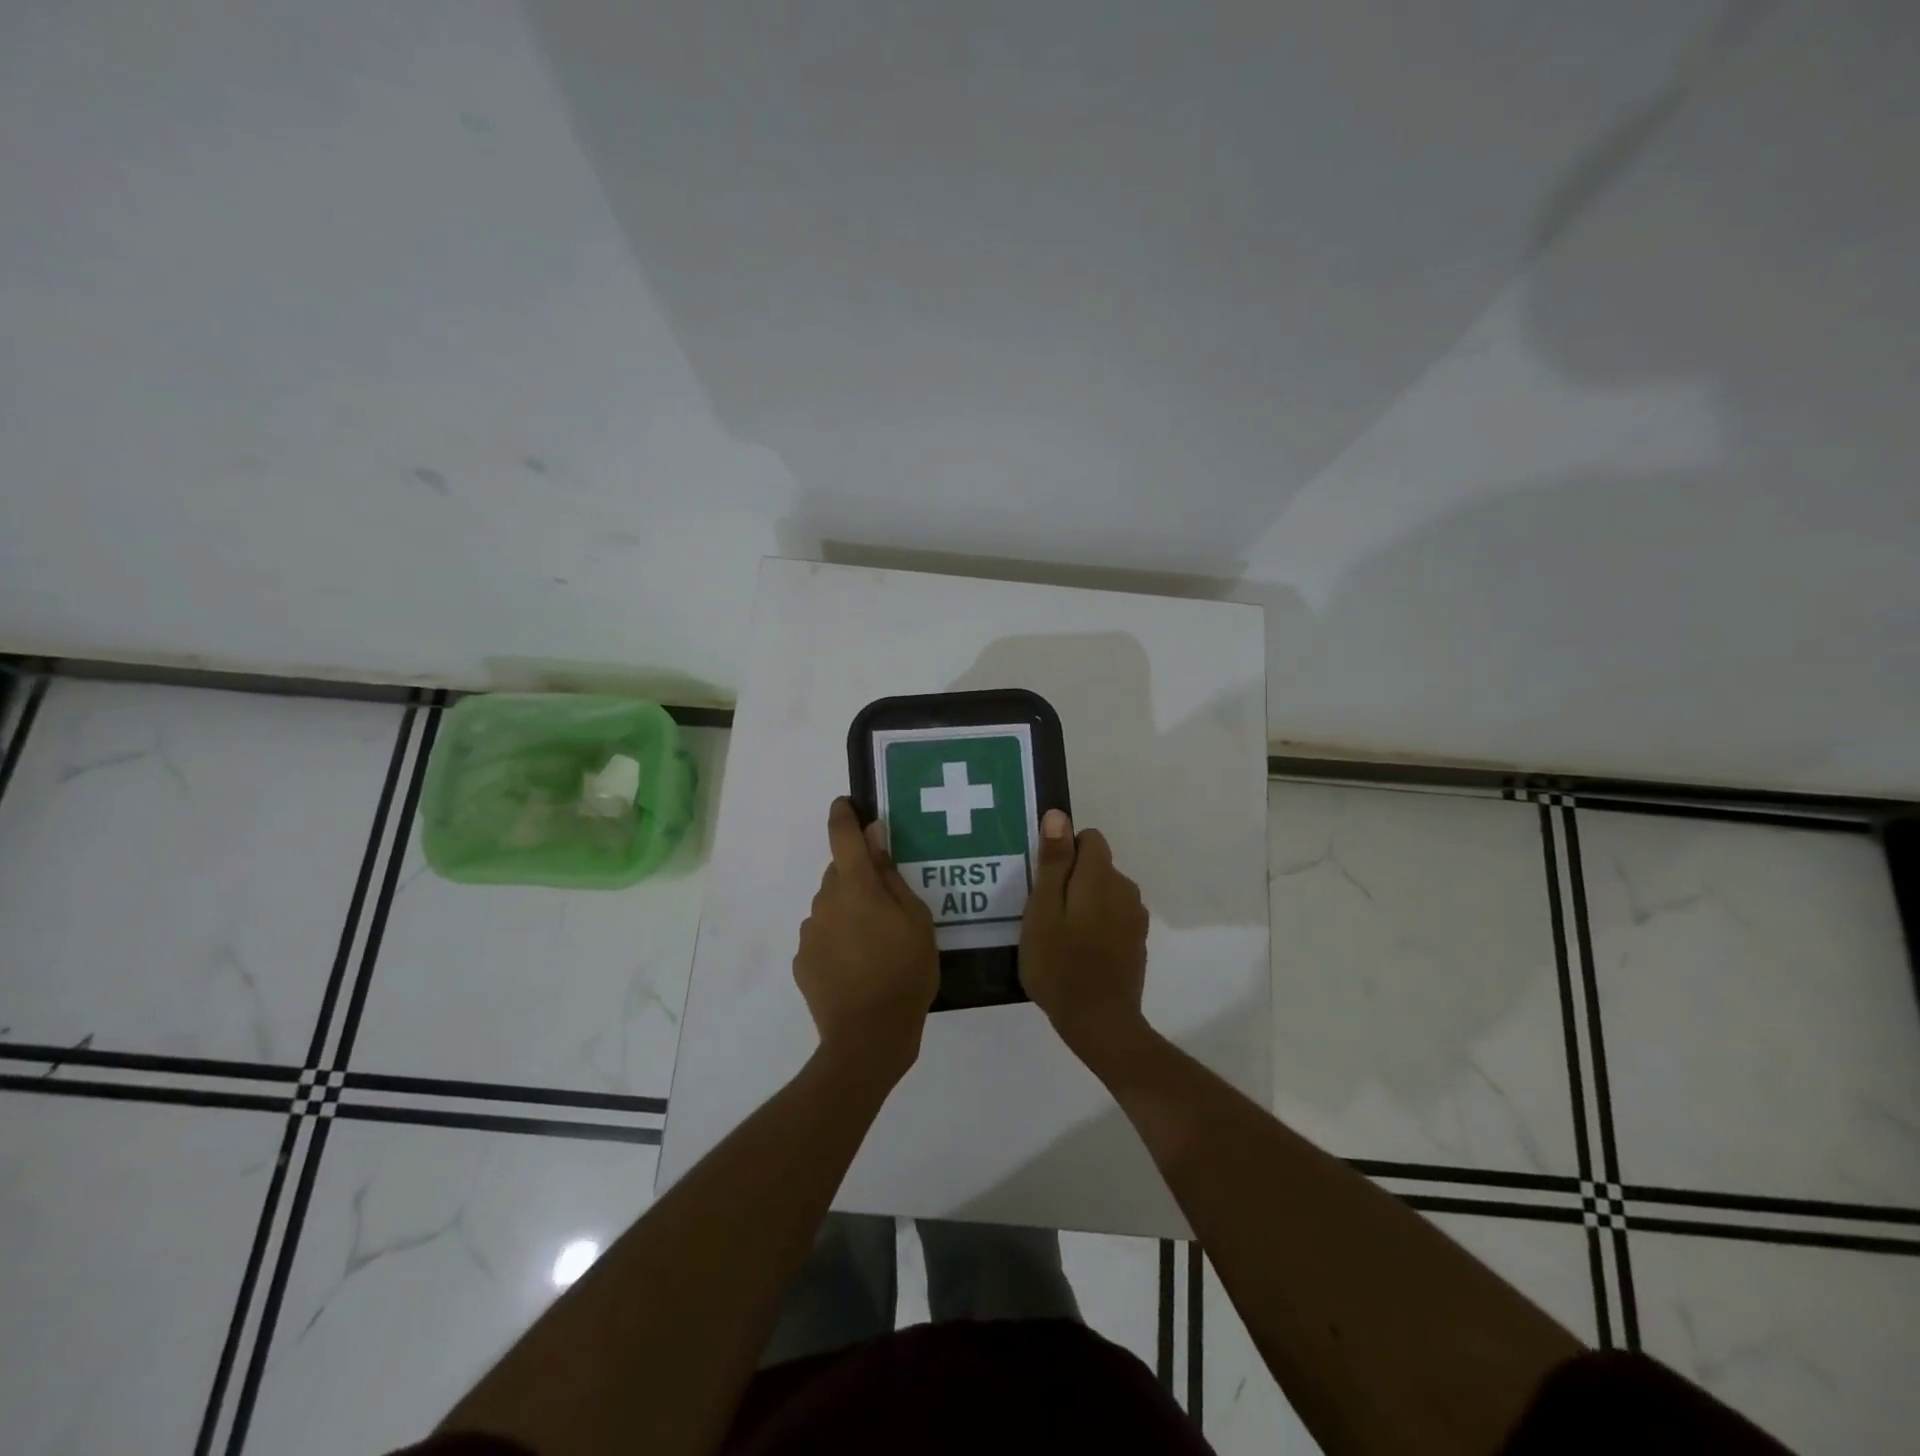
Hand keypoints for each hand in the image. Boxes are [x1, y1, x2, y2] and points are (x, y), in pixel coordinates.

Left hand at [794, 798, 939, 1086]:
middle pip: (839, 874)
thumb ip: (892, 875)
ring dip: (848, 912)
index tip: (846, 804)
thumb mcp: (916, 920)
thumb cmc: (905, 972)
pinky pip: (822, 936)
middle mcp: (825, 901)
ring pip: (830, 906)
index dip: (843, 815)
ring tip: (876, 945)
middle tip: (887, 906)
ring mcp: (810, 933)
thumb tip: (875, 837)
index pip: (842, 836)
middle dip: (859, 879)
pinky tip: (858, 966)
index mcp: (855, 886)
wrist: (868, 1037)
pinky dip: (837, 940)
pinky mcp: (803, 961)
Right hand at [1019, 809, 1151, 1066]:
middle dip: (1072, 879)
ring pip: (1105, 892)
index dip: (1064, 852)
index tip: (1044, 881)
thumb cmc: (1059, 964)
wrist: (1099, 1022)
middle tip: (1043, 913)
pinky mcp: (1137, 941)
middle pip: (1097, 865)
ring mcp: (1135, 917)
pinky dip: (1097, 924)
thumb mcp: (1043, 910)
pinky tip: (1078, 951)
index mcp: (1101, 876)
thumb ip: (1054, 862)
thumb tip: (1059, 815)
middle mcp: (1125, 889)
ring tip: (1058, 934)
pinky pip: (1113, 916)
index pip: (1089, 838)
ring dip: (1085, 902)